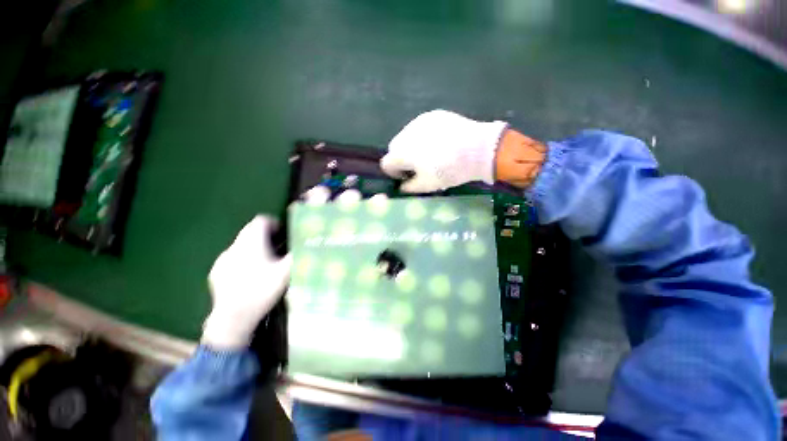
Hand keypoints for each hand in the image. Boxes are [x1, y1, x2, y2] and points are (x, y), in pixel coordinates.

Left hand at [202, 215, 291, 349]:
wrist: (233, 318)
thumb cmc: (262, 290)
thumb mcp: (286, 272)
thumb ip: (298, 255)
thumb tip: (309, 244)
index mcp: (252, 243)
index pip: (260, 220)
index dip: (274, 223)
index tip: (283, 235)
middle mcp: (235, 246)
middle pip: (251, 231)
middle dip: (266, 237)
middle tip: (279, 251)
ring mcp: (223, 259)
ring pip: (241, 245)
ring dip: (254, 248)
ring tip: (265, 264)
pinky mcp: (216, 272)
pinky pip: (232, 258)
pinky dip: (243, 260)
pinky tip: (249, 276)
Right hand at [380, 110, 507, 191]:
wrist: (478, 149)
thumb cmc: (450, 170)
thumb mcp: (428, 185)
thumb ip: (409, 187)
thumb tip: (402, 187)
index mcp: (403, 152)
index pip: (386, 162)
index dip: (393, 172)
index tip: (405, 177)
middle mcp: (406, 133)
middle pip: (394, 147)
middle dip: (401, 158)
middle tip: (417, 166)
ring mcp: (420, 121)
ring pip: (406, 135)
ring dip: (411, 146)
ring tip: (429, 153)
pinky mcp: (433, 115)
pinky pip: (420, 127)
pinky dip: (423, 136)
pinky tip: (439, 142)